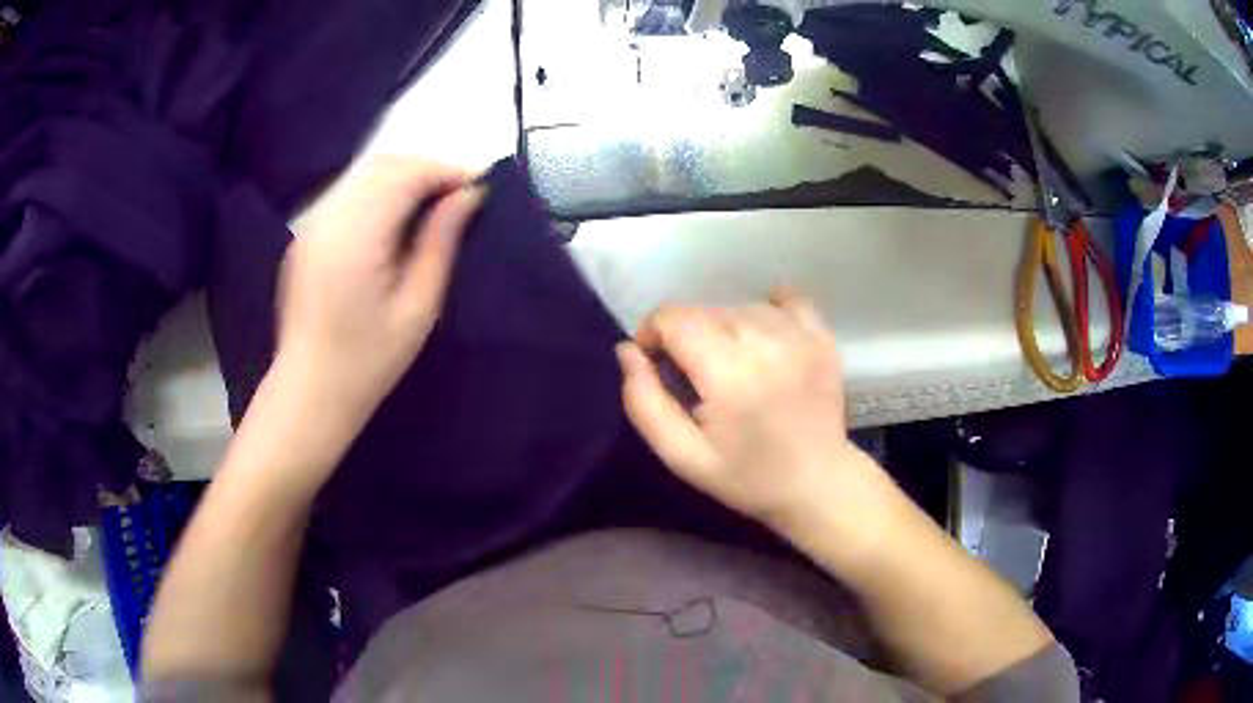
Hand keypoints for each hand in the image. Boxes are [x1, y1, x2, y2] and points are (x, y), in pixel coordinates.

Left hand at [277, 156, 484, 428]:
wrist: (309, 392)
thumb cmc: (368, 362)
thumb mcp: (418, 308)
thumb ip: (441, 243)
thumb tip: (469, 196)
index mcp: (355, 239)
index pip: (404, 176)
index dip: (445, 171)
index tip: (479, 186)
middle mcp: (327, 220)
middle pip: (382, 166)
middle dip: (426, 170)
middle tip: (460, 196)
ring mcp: (311, 226)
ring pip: (363, 176)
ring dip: (403, 178)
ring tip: (434, 205)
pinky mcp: (305, 236)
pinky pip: (347, 195)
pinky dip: (379, 192)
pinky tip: (396, 220)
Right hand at [617, 292, 871, 526]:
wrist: (817, 484)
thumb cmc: (746, 477)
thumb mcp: (682, 456)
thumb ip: (645, 402)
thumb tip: (628, 350)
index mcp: (729, 375)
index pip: (673, 317)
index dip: (653, 334)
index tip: (658, 364)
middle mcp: (766, 343)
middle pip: (704, 310)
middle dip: (687, 336)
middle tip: (697, 378)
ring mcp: (800, 335)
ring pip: (739, 305)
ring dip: (724, 328)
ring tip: (732, 366)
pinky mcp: (822, 336)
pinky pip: (785, 299)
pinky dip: (766, 311)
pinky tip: (763, 339)